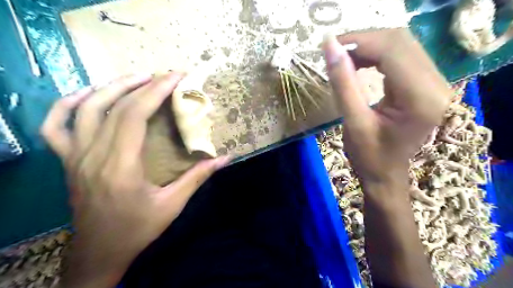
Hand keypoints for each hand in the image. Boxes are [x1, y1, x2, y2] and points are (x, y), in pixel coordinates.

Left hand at [41, 73, 228, 287]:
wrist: (99, 252)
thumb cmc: (137, 229)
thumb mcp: (173, 205)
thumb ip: (198, 177)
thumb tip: (225, 158)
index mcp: (121, 166)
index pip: (135, 114)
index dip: (156, 91)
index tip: (176, 77)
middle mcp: (93, 155)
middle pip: (114, 106)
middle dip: (143, 84)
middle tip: (165, 76)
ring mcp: (74, 156)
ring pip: (85, 108)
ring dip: (112, 87)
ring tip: (138, 78)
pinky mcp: (67, 160)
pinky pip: (55, 125)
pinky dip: (68, 104)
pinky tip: (88, 94)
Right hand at [324, 28, 449, 188]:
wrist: (386, 174)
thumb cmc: (368, 156)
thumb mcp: (353, 121)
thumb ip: (343, 83)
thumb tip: (329, 47)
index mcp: (420, 99)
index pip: (392, 50)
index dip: (360, 41)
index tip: (330, 45)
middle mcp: (437, 86)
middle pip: (400, 41)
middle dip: (364, 41)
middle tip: (335, 51)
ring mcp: (435, 84)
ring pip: (402, 45)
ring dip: (369, 46)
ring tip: (344, 57)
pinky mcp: (427, 85)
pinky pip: (402, 56)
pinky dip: (377, 54)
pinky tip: (360, 63)